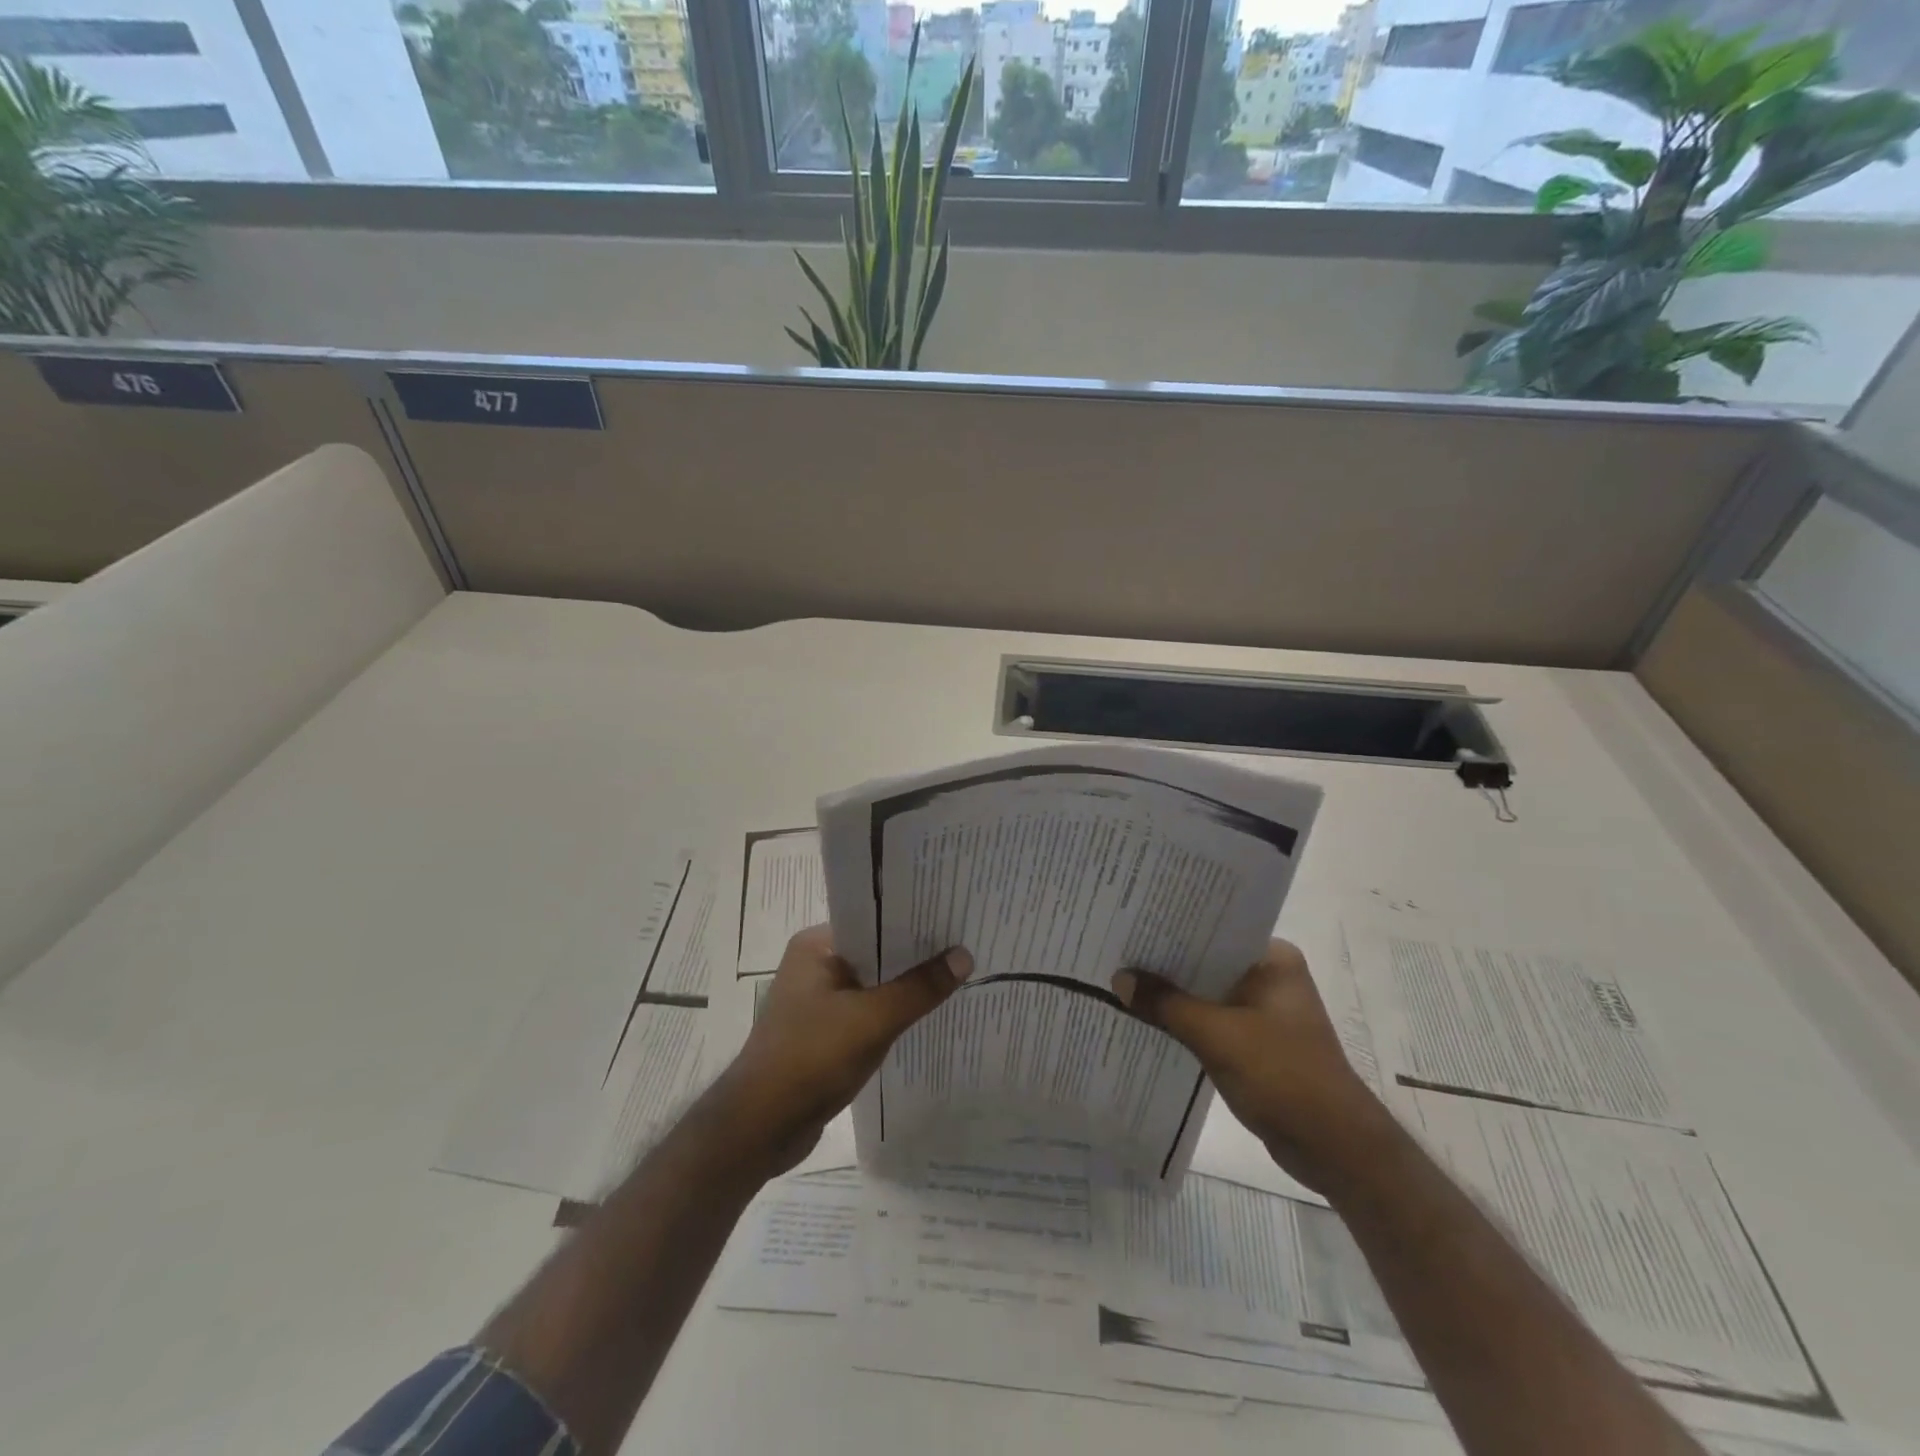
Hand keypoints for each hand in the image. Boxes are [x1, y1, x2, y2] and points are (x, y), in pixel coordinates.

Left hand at [716, 925, 971, 1174]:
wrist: (760, 1128)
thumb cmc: (812, 1058)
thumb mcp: (873, 1019)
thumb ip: (920, 988)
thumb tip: (964, 955)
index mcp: (817, 945)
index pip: (874, 919)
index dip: (914, 919)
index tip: (954, 918)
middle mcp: (815, 964)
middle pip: (876, 952)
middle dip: (916, 955)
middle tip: (967, 946)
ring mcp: (817, 1000)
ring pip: (873, 985)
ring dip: (906, 988)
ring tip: (957, 977)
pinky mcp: (823, 1033)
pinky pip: (866, 1013)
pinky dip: (892, 1015)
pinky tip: (925, 1017)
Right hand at [1113, 939, 1389, 1192]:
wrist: (1334, 1148)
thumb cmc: (1283, 1076)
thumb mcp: (1216, 1035)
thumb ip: (1166, 1004)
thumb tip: (1119, 978)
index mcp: (1272, 959)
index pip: (1214, 930)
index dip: (1172, 928)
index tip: (1132, 922)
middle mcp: (1270, 977)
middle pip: (1207, 962)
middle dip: (1166, 963)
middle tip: (1117, 950)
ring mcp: (1265, 1011)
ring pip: (1207, 993)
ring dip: (1173, 995)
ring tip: (1122, 980)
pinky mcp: (1257, 1043)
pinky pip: (1212, 1021)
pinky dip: (1185, 1022)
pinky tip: (1148, 1020)